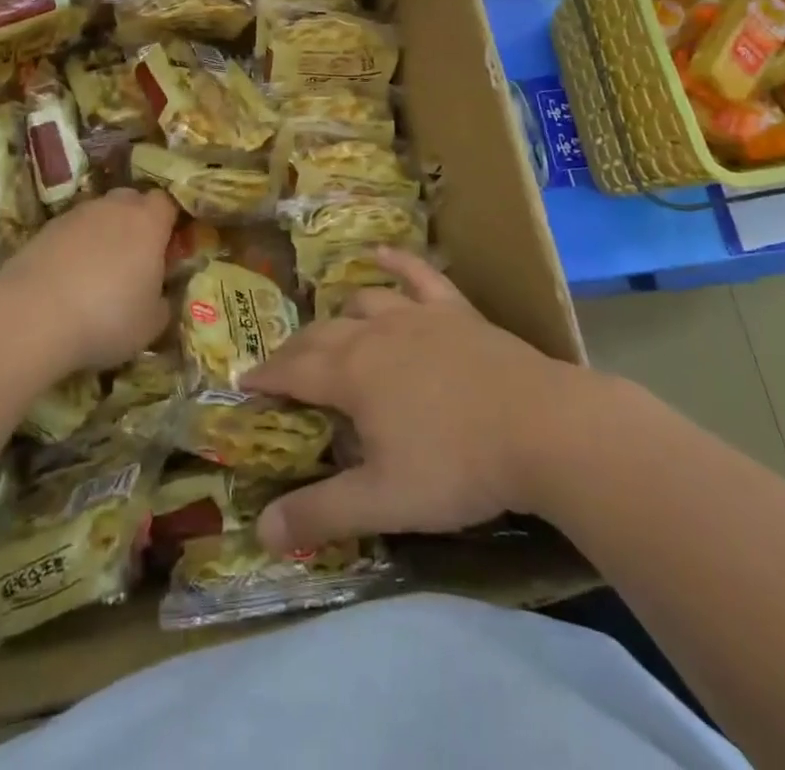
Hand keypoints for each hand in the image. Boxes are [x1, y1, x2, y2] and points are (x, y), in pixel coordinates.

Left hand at [0, 188, 178, 371]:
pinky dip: (75, 249)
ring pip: (99, 216)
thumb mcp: (151, 324)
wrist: (32, 316)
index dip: (171, 223)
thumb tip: (159, 297)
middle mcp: (114, 207)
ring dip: (104, 236)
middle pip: (132, 201)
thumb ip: (163, 302)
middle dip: (137, 222)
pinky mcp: (44, 230)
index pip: (168, 203)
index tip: (169, 251)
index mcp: (148, 221)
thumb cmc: (107, 317)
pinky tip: (69, 281)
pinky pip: (71, 233)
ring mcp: (76, 215)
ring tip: (99, 274)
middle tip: (137, 259)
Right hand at [242, 249, 581, 555]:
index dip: (265, 377)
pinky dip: (396, 261)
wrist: (541, 427)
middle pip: (321, 334)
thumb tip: (260, 531)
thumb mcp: (384, 501)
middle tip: (282, 369)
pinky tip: (380, 254)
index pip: (292, 371)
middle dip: (295, 351)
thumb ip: (320, 514)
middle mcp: (375, 334)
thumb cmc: (457, 466)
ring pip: (363, 303)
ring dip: (340, 315)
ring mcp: (417, 315)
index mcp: (351, 374)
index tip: (244, 383)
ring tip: (331, 329)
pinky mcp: (455, 310)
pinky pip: (418, 274)